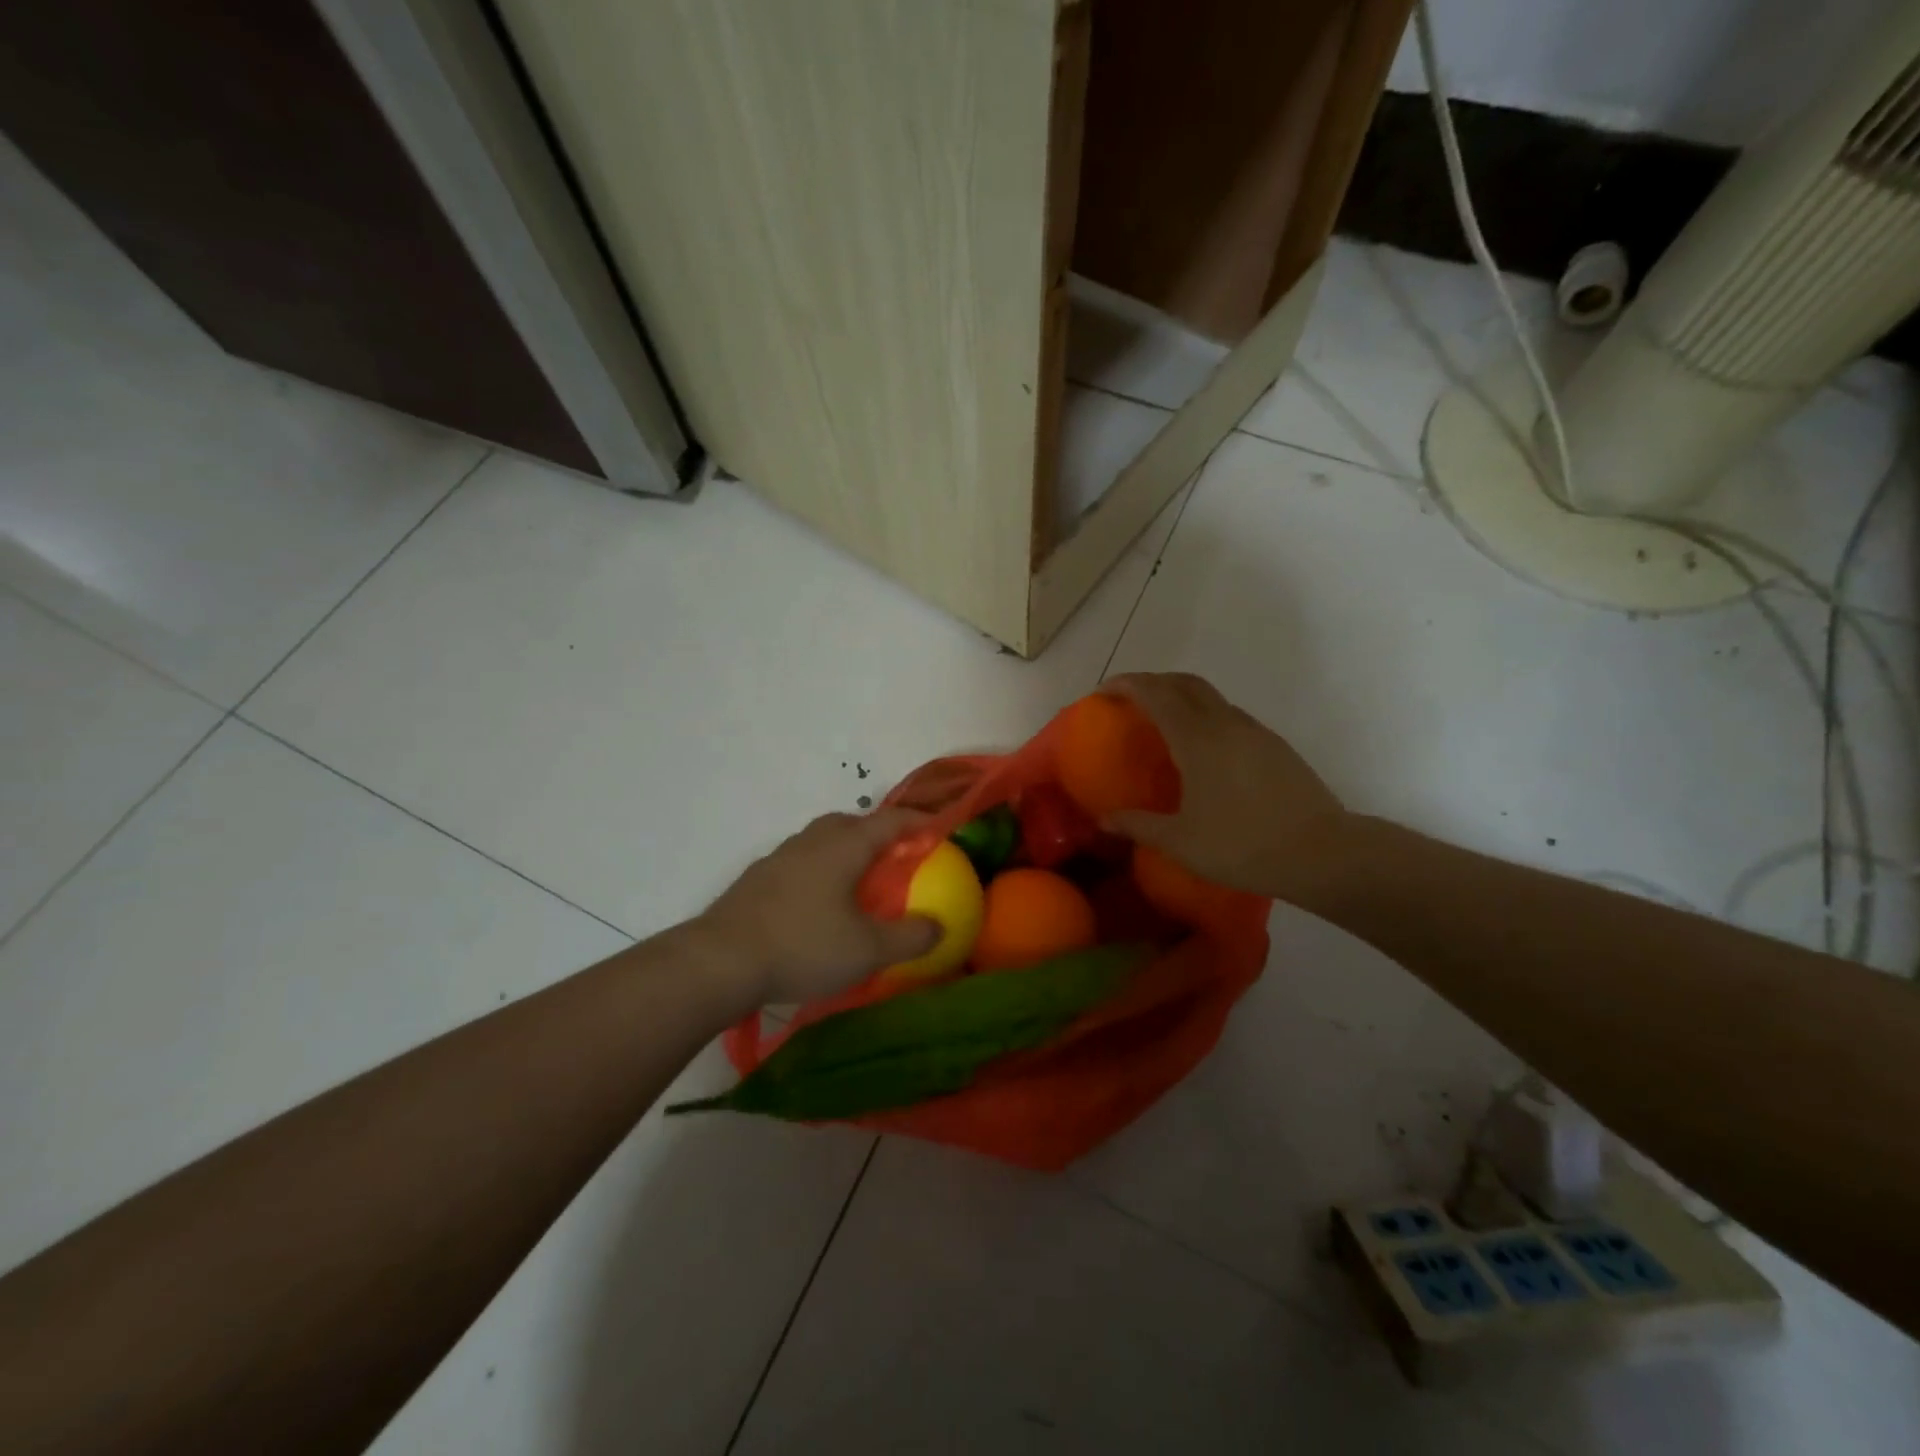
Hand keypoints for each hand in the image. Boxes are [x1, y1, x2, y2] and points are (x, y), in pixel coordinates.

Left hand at [699, 809, 939, 1004]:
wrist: (720, 961)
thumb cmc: (802, 946)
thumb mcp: (867, 950)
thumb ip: (910, 937)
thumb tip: (938, 926)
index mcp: (844, 846)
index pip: (891, 821)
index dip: (919, 821)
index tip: (940, 829)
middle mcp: (812, 841)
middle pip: (852, 822)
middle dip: (879, 833)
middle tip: (896, 858)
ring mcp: (780, 857)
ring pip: (822, 840)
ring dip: (845, 850)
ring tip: (858, 881)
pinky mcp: (757, 879)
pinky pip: (800, 861)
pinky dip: (819, 870)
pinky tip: (817, 904)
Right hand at [1101, 673, 1349, 901]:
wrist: (1323, 854)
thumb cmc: (1243, 846)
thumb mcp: (1180, 842)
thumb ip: (1138, 825)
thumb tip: (1104, 820)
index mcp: (1198, 740)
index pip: (1156, 694)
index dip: (1126, 685)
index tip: (1102, 691)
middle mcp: (1226, 724)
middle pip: (1185, 683)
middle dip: (1153, 682)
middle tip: (1128, 699)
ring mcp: (1255, 733)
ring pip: (1211, 697)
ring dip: (1181, 697)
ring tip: (1162, 723)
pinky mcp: (1275, 747)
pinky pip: (1230, 716)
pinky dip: (1205, 716)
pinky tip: (1201, 750)